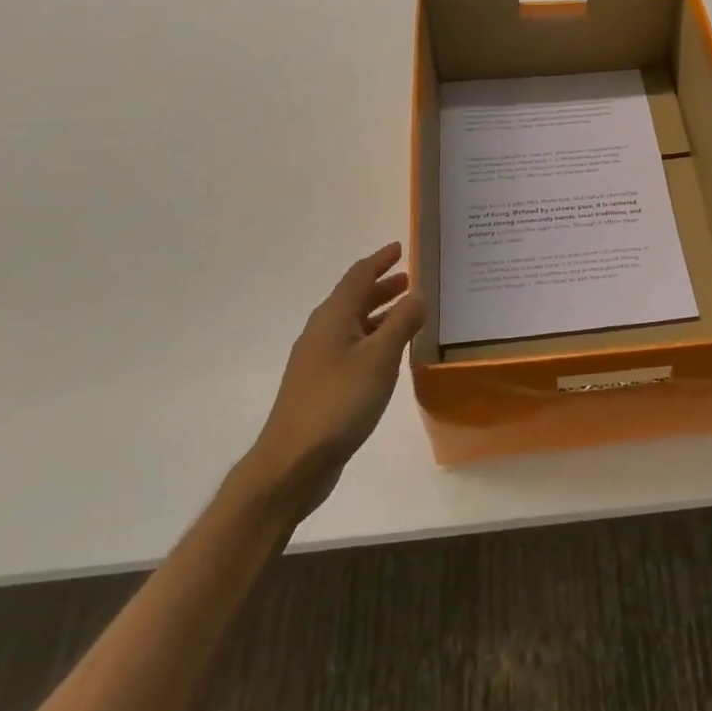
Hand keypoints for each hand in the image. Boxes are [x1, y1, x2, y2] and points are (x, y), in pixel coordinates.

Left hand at [239, 243, 427, 514]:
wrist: (293, 462)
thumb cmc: (339, 402)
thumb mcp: (379, 358)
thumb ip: (402, 323)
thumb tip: (418, 294)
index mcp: (332, 318)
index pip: (358, 277)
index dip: (380, 260)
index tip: (400, 248)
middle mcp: (322, 332)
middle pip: (353, 299)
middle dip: (381, 286)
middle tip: (409, 280)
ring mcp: (318, 360)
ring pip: (353, 324)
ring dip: (379, 313)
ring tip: (407, 312)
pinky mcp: (322, 385)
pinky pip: (352, 347)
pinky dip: (373, 339)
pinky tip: (389, 355)